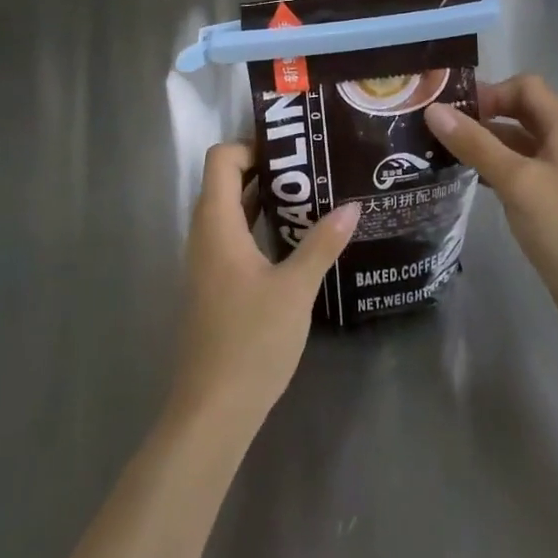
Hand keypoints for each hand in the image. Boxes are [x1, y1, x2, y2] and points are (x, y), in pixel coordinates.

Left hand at [169, 142, 358, 435]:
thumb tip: (352, 206)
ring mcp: (207, 262)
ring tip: (311, 195)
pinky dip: (259, 225)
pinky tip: (294, 239)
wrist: (213, 411)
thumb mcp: (295, 289)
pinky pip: (234, 237)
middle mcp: (205, 235)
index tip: (292, 149)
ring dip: (264, 198)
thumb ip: (322, 244)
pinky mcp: (215, 285)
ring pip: (230, 211)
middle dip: (265, 168)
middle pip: (225, 181)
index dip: (251, 145)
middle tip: (311, 167)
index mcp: (216, 225)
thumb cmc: (250, 341)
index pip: (221, 160)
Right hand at [426, 75, 557, 334]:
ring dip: (488, 143)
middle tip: (442, 130)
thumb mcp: (517, 182)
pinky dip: (500, 167)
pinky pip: (526, 169)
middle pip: (523, 111)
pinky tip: (472, 181)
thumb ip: (476, 144)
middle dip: (484, 116)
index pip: (525, 87)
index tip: (455, 113)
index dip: (490, 93)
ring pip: (522, 142)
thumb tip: (434, 109)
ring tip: (446, 154)